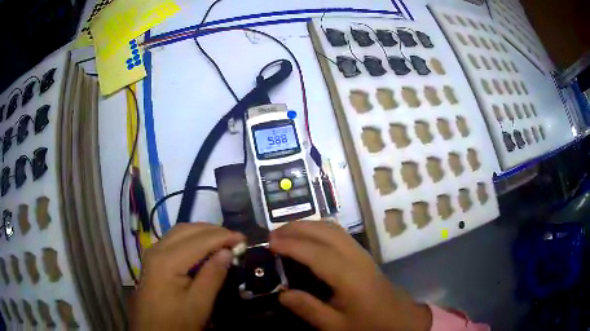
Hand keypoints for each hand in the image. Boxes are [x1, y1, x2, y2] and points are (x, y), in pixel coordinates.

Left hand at [131, 223, 244, 330]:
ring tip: (223, 241)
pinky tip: (203, 247)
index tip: (244, 239)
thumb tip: (227, 251)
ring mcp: (153, 252)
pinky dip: (192, 238)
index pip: (200, 240)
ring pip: (179, 231)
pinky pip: (173, 239)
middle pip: (187, 229)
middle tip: (235, 239)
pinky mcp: (153, 259)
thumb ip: (213, 275)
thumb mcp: (199, 304)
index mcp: (167, 260)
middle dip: (213, 231)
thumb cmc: (177, 321)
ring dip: (202, 232)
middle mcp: (157, 249)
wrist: (152, 330)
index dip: (223, 236)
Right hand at [270, 221, 431, 330]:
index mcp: (349, 276)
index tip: (269, 243)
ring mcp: (362, 253)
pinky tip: (309, 237)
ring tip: (286, 232)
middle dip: (297, 228)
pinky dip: (319, 229)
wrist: (399, 319)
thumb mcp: (336, 326)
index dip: (291, 245)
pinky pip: (339, 233)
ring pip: (333, 229)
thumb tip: (282, 294)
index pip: (316, 253)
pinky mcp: (363, 255)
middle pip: (325, 232)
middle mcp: (356, 257)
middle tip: (272, 234)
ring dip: (308, 225)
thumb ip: (309, 309)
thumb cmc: (369, 324)